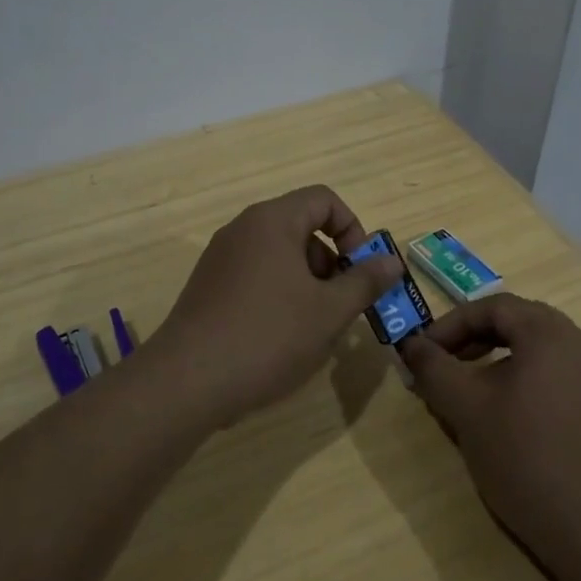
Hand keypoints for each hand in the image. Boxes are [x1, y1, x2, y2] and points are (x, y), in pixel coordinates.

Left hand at [146, 185, 404, 426]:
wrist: (188, 380)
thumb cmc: (268, 336)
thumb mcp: (329, 311)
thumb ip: (365, 281)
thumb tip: (391, 261)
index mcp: (272, 222)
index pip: (323, 199)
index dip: (353, 229)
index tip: (361, 270)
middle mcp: (242, 230)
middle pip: (301, 227)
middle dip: (332, 262)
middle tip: (342, 305)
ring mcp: (220, 259)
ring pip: (279, 256)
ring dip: (308, 283)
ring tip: (315, 328)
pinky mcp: (208, 287)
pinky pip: (256, 276)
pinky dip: (279, 295)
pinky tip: (282, 338)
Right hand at [399, 294, 580, 580]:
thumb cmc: (525, 456)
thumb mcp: (466, 408)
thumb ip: (433, 368)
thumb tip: (410, 344)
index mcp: (550, 333)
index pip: (492, 306)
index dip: (451, 324)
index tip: (422, 352)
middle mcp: (580, 345)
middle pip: (518, 323)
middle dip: (472, 339)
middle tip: (443, 365)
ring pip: (537, 352)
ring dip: (496, 361)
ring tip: (468, 392)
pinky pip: (555, 378)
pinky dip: (522, 382)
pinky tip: (505, 419)